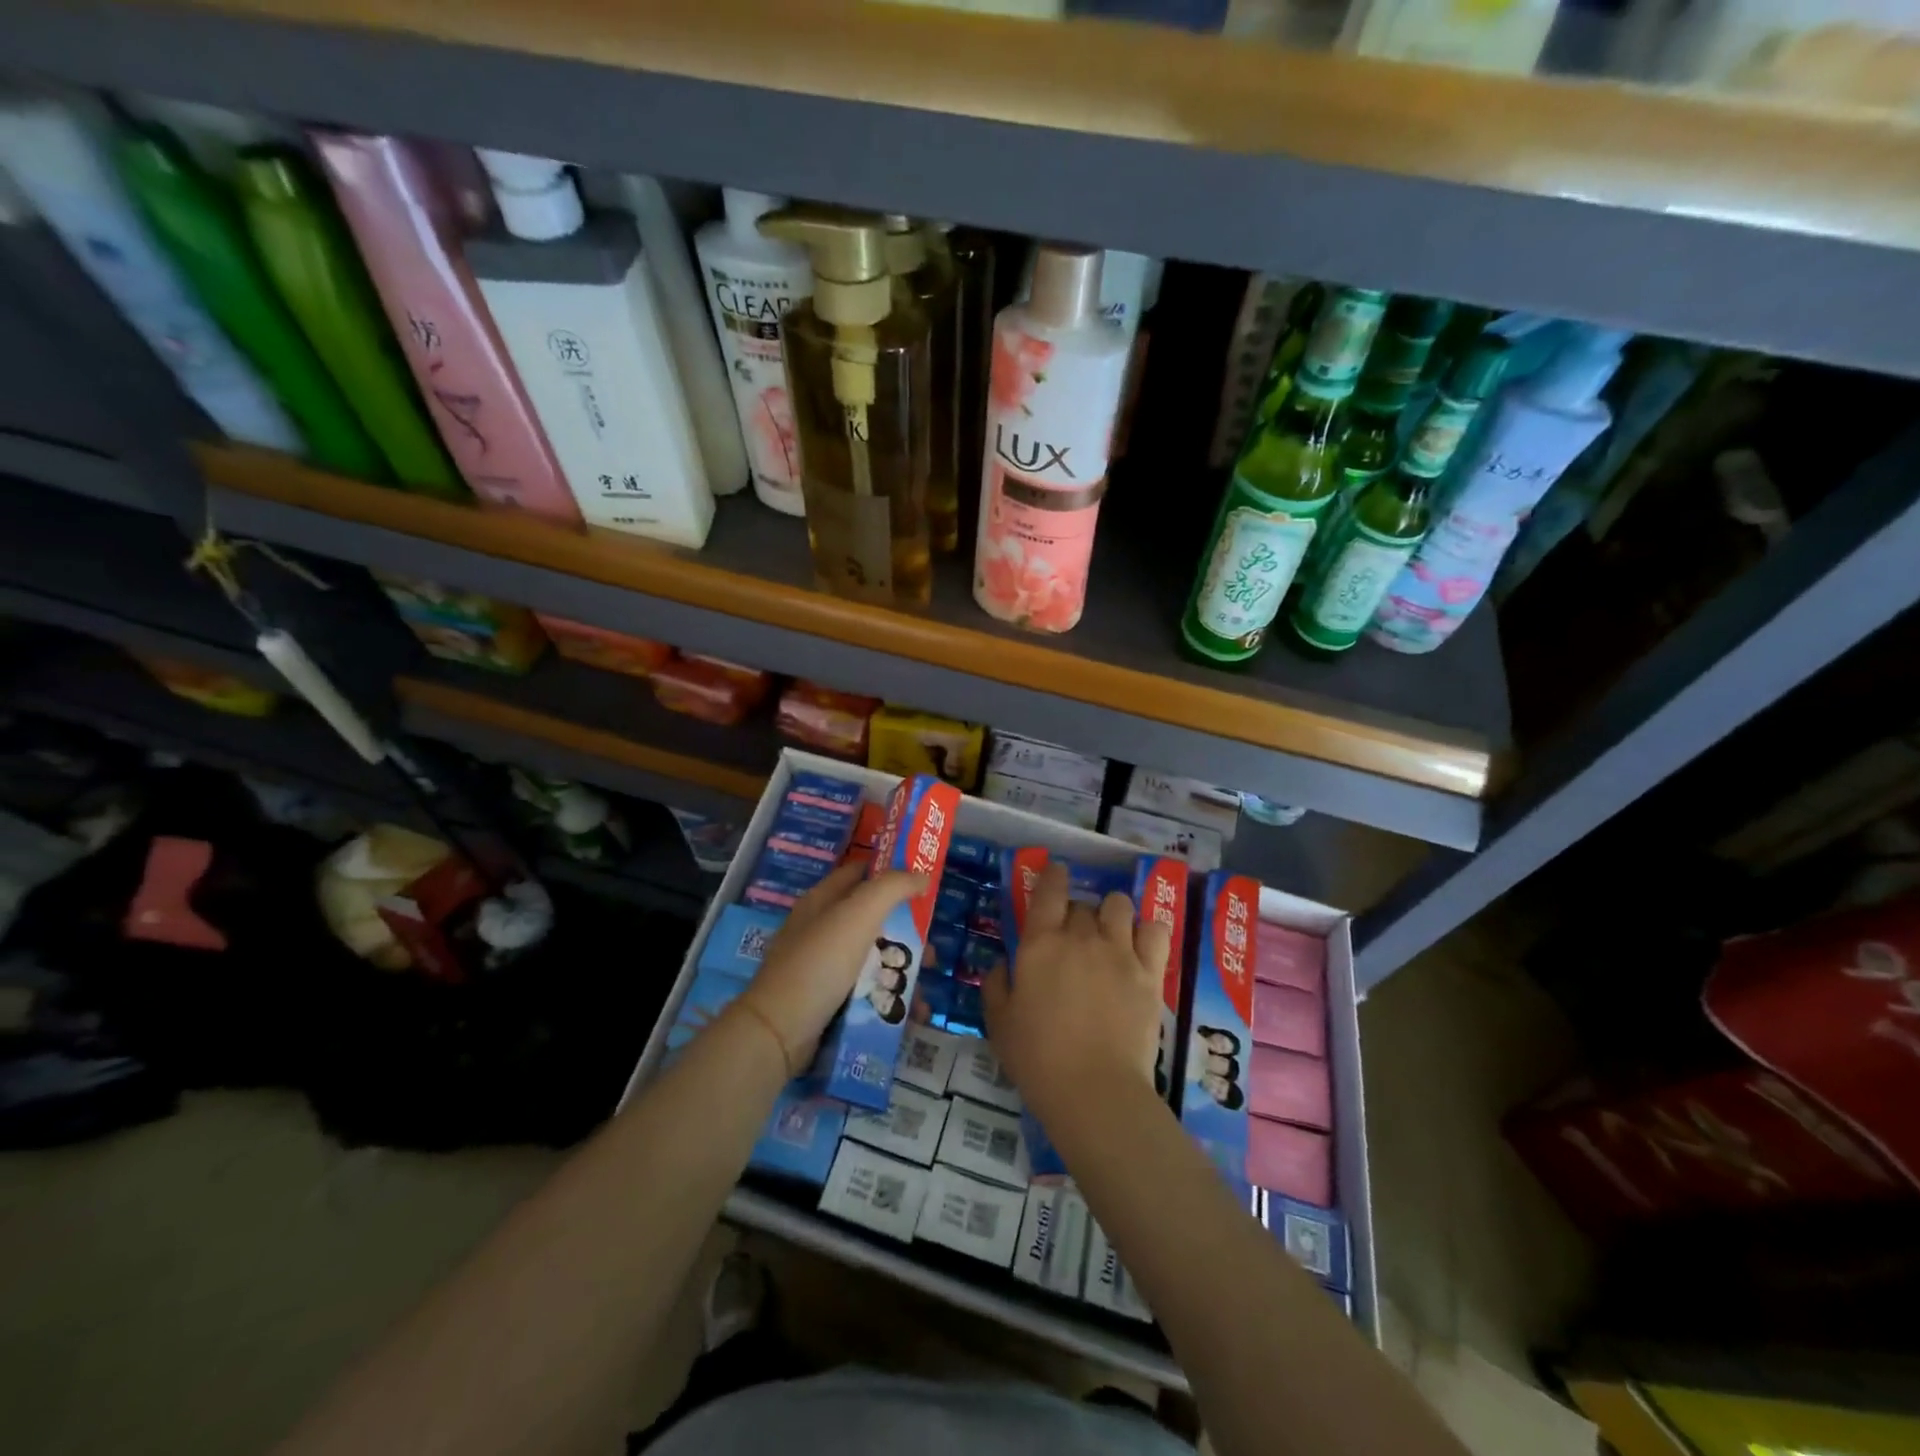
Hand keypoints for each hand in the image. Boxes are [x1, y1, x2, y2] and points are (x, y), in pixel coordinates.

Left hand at [737, 862, 925, 1074]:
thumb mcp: (859, 914)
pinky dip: (889, 999)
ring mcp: (823, 966)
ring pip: (873, 959)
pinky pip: (866, 992)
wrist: (779, 1030)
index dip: (891, 872)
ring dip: (902, 972)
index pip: (860, 872)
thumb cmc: (821, 962)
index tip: (925, 886)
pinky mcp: (827, 1000)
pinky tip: (910, 1014)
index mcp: (823, 900)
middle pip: (873, 920)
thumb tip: (922, 875)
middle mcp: (822, 928)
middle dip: (907, 935)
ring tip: (924, 993)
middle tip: (932, 953)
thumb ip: (893, 887)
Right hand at [982, 862, 1172, 1125]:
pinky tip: (1140, 945)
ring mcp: (1120, 952)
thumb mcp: (998, 1021)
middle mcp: (1081, 936)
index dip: (1053, 875)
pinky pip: (1155, 930)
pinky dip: (1147, 930)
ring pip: (1119, 905)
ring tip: (1109, 933)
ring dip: (1111, 913)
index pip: (1049, 890)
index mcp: (1041, 943)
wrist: (1093, 1090)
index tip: (1056, 873)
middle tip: (1073, 939)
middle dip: (1076, 914)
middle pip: (1083, 904)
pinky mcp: (1150, 972)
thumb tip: (1004, 963)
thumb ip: (997, 984)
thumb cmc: (1037, 1057)